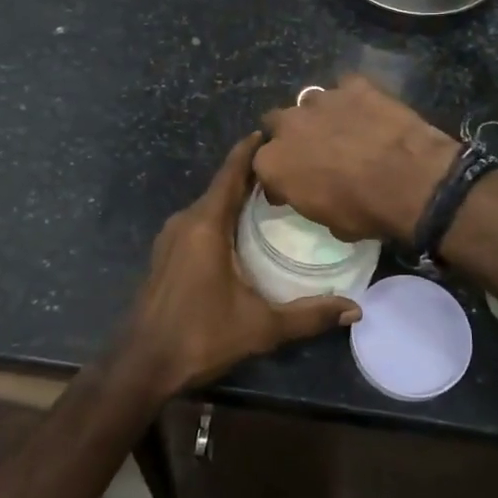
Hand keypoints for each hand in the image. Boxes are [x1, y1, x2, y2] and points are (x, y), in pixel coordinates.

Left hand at [119, 133, 360, 396]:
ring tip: (271, 196)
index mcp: (206, 225)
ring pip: (209, 205)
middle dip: (251, 174)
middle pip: (221, 186)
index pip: (230, 173)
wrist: (142, 365)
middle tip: (289, 170)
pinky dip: (221, 216)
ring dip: (235, 197)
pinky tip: (241, 230)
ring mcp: (170, 238)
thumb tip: (354, 310)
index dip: (250, 150)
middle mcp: (185, 222)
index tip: (272, 132)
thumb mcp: (260, 327)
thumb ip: (308, 315)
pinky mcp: (165, 254)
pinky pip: (198, 221)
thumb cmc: (200, 337)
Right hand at [256, 75, 458, 243]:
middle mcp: (289, 124)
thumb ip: (308, 199)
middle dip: (289, 135)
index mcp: (274, 162)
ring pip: (309, 102)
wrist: (410, 181)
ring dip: (319, 115)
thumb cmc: (364, 210)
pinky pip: (346, 88)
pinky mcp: (354, 85)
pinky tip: (368, 112)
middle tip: (312, 151)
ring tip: (342, 130)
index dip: (277, 175)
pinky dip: (353, 99)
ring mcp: (321, 99)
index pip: (262, 165)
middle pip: (276, 123)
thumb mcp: (327, 221)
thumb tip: (314, 194)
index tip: (290, 186)